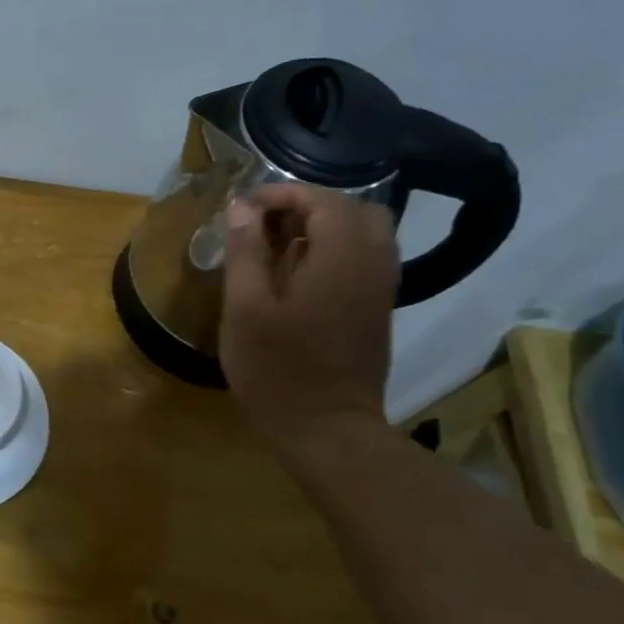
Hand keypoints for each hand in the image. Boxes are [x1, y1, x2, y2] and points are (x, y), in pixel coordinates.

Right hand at [219, 185, 397, 452]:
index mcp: (341, 258)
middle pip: (354, 210)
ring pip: (366, 234)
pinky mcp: (378, 311)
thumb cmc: (276, 369)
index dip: (283, 193)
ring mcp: (381, 290)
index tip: (244, 208)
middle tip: (266, 224)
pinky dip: (336, 250)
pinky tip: (299, 275)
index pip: (323, 200)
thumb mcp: (245, 308)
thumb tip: (242, 207)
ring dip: (324, 228)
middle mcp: (373, 265)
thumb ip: (245, 252)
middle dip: (309, 206)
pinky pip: (367, 259)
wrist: (326, 430)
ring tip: (278, 247)